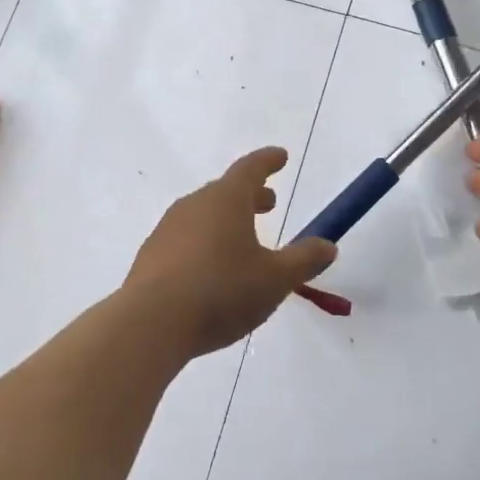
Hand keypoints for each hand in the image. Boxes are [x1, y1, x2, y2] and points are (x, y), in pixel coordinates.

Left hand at [125, 148, 337, 363]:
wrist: (151, 323)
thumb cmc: (222, 292)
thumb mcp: (275, 279)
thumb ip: (304, 260)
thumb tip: (328, 245)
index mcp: (225, 200)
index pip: (251, 169)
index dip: (268, 161)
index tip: (281, 156)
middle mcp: (194, 206)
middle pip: (225, 191)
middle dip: (250, 195)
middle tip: (268, 203)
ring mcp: (167, 230)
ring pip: (204, 215)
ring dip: (226, 220)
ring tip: (243, 240)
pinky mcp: (151, 257)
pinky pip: (185, 239)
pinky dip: (205, 243)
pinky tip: (211, 270)